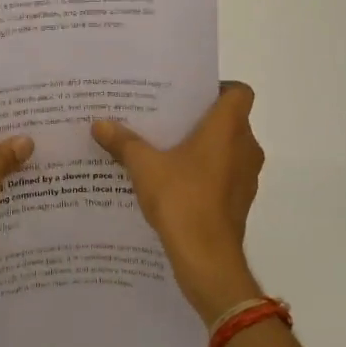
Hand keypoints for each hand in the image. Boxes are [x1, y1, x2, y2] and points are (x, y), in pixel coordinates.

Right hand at [93, 82, 264, 324]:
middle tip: (166, 117)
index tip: (189, 95)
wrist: (207, 259)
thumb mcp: (144, 167)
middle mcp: (245, 147)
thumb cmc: (182, 199)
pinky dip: (206, 172)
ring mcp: (246, 177)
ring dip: (204, 147)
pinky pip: (225, 174)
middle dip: (201, 118)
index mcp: (228, 128)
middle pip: (231, 120)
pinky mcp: (240, 201)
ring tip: (165, 148)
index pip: (239, 92)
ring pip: (228, 149)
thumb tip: (99, 124)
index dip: (218, 88)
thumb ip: (123, 142)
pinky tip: (174, 180)